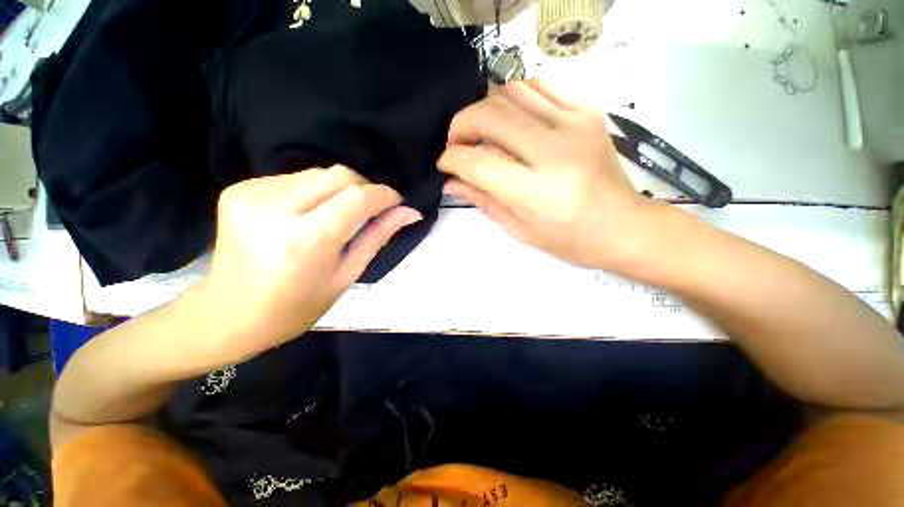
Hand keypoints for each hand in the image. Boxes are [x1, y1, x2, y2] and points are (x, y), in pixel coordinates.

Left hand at [195, 166, 420, 364]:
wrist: (228, 314)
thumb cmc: (296, 307)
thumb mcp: (346, 275)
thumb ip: (378, 236)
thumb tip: (409, 212)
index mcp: (305, 242)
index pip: (357, 198)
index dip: (384, 195)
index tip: (397, 202)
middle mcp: (274, 211)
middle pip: (338, 175)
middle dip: (364, 188)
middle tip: (371, 209)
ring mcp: (250, 195)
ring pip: (318, 174)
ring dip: (339, 190)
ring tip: (337, 216)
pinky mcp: (239, 189)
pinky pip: (294, 178)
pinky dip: (314, 192)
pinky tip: (309, 214)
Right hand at [438, 79, 663, 272]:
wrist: (624, 226)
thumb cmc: (570, 239)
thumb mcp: (519, 229)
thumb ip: (483, 201)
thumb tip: (451, 182)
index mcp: (537, 193)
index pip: (478, 162)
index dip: (452, 159)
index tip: (446, 164)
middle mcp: (555, 153)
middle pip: (490, 116)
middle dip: (461, 126)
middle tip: (458, 144)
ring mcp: (575, 125)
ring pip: (511, 93)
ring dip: (485, 110)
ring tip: (482, 133)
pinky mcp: (588, 113)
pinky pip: (539, 89)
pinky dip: (515, 100)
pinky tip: (511, 122)